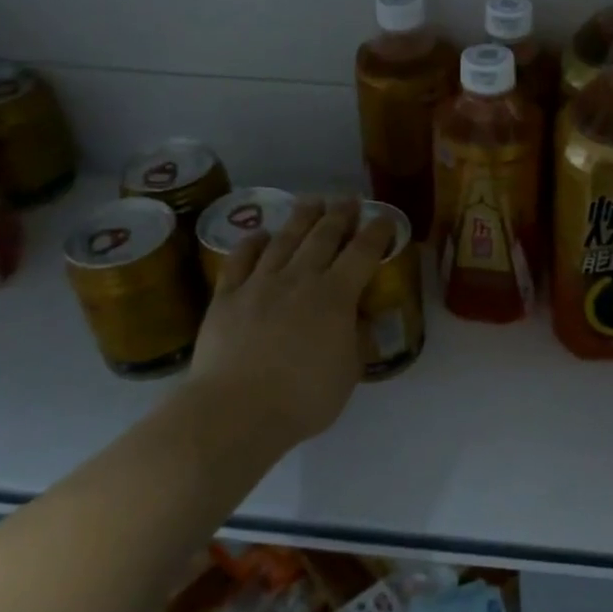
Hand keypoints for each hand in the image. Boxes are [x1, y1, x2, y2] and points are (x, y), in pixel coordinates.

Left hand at [188, 197, 394, 450]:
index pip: (363, 253)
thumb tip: (360, 318)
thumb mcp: (349, 373)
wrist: (235, 411)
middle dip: (340, 215)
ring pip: (284, 240)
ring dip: (301, 218)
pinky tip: (259, 234)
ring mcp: (260, 284)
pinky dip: (251, 243)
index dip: (377, 232)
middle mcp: (300, 279)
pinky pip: (240, 260)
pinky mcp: (227, 297)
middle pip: (323, 236)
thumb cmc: (302, 397)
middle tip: (348, 200)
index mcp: (336, 295)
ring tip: (312, 201)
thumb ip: (358, 340)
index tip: (385, 220)